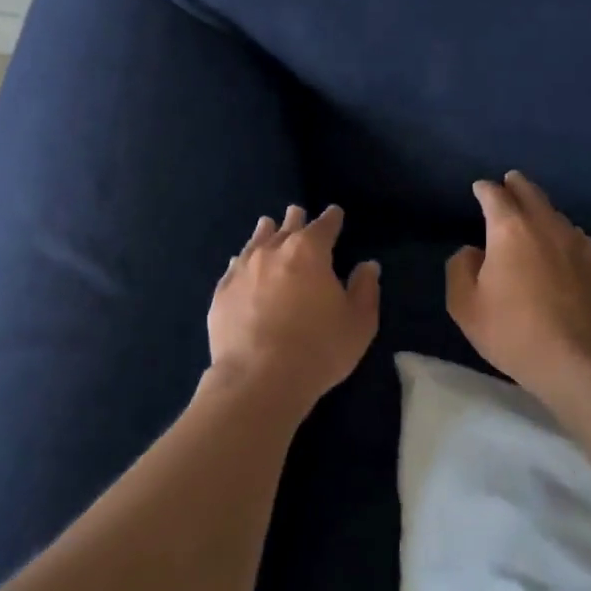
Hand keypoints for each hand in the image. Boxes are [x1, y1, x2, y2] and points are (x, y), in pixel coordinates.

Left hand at [208, 205, 380, 420]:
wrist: (259, 378)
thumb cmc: (318, 349)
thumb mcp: (358, 323)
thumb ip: (365, 290)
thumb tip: (368, 266)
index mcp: (309, 252)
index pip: (324, 226)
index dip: (331, 218)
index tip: (334, 213)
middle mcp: (273, 251)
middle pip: (286, 227)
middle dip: (295, 219)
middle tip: (297, 212)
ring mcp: (243, 270)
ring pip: (256, 241)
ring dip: (265, 232)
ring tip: (267, 224)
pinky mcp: (222, 292)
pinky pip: (234, 267)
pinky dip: (243, 260)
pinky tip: (241, 261)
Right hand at [447, 172, 590, 412]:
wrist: (577, 360)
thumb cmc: (512, 331)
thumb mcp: (465, 305)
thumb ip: (460, 269)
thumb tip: (472, 252)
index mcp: (509, 229)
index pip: (495, 195)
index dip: (484, 189)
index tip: (479, 188)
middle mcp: (544, 225)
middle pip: (530, 192)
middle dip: (516, 185)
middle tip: (508, 182)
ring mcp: (575, 242)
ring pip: (554, 212)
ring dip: (539, 206)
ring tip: (530, 212)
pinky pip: (572, 234)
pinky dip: (559, 229)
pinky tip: (557, 243)